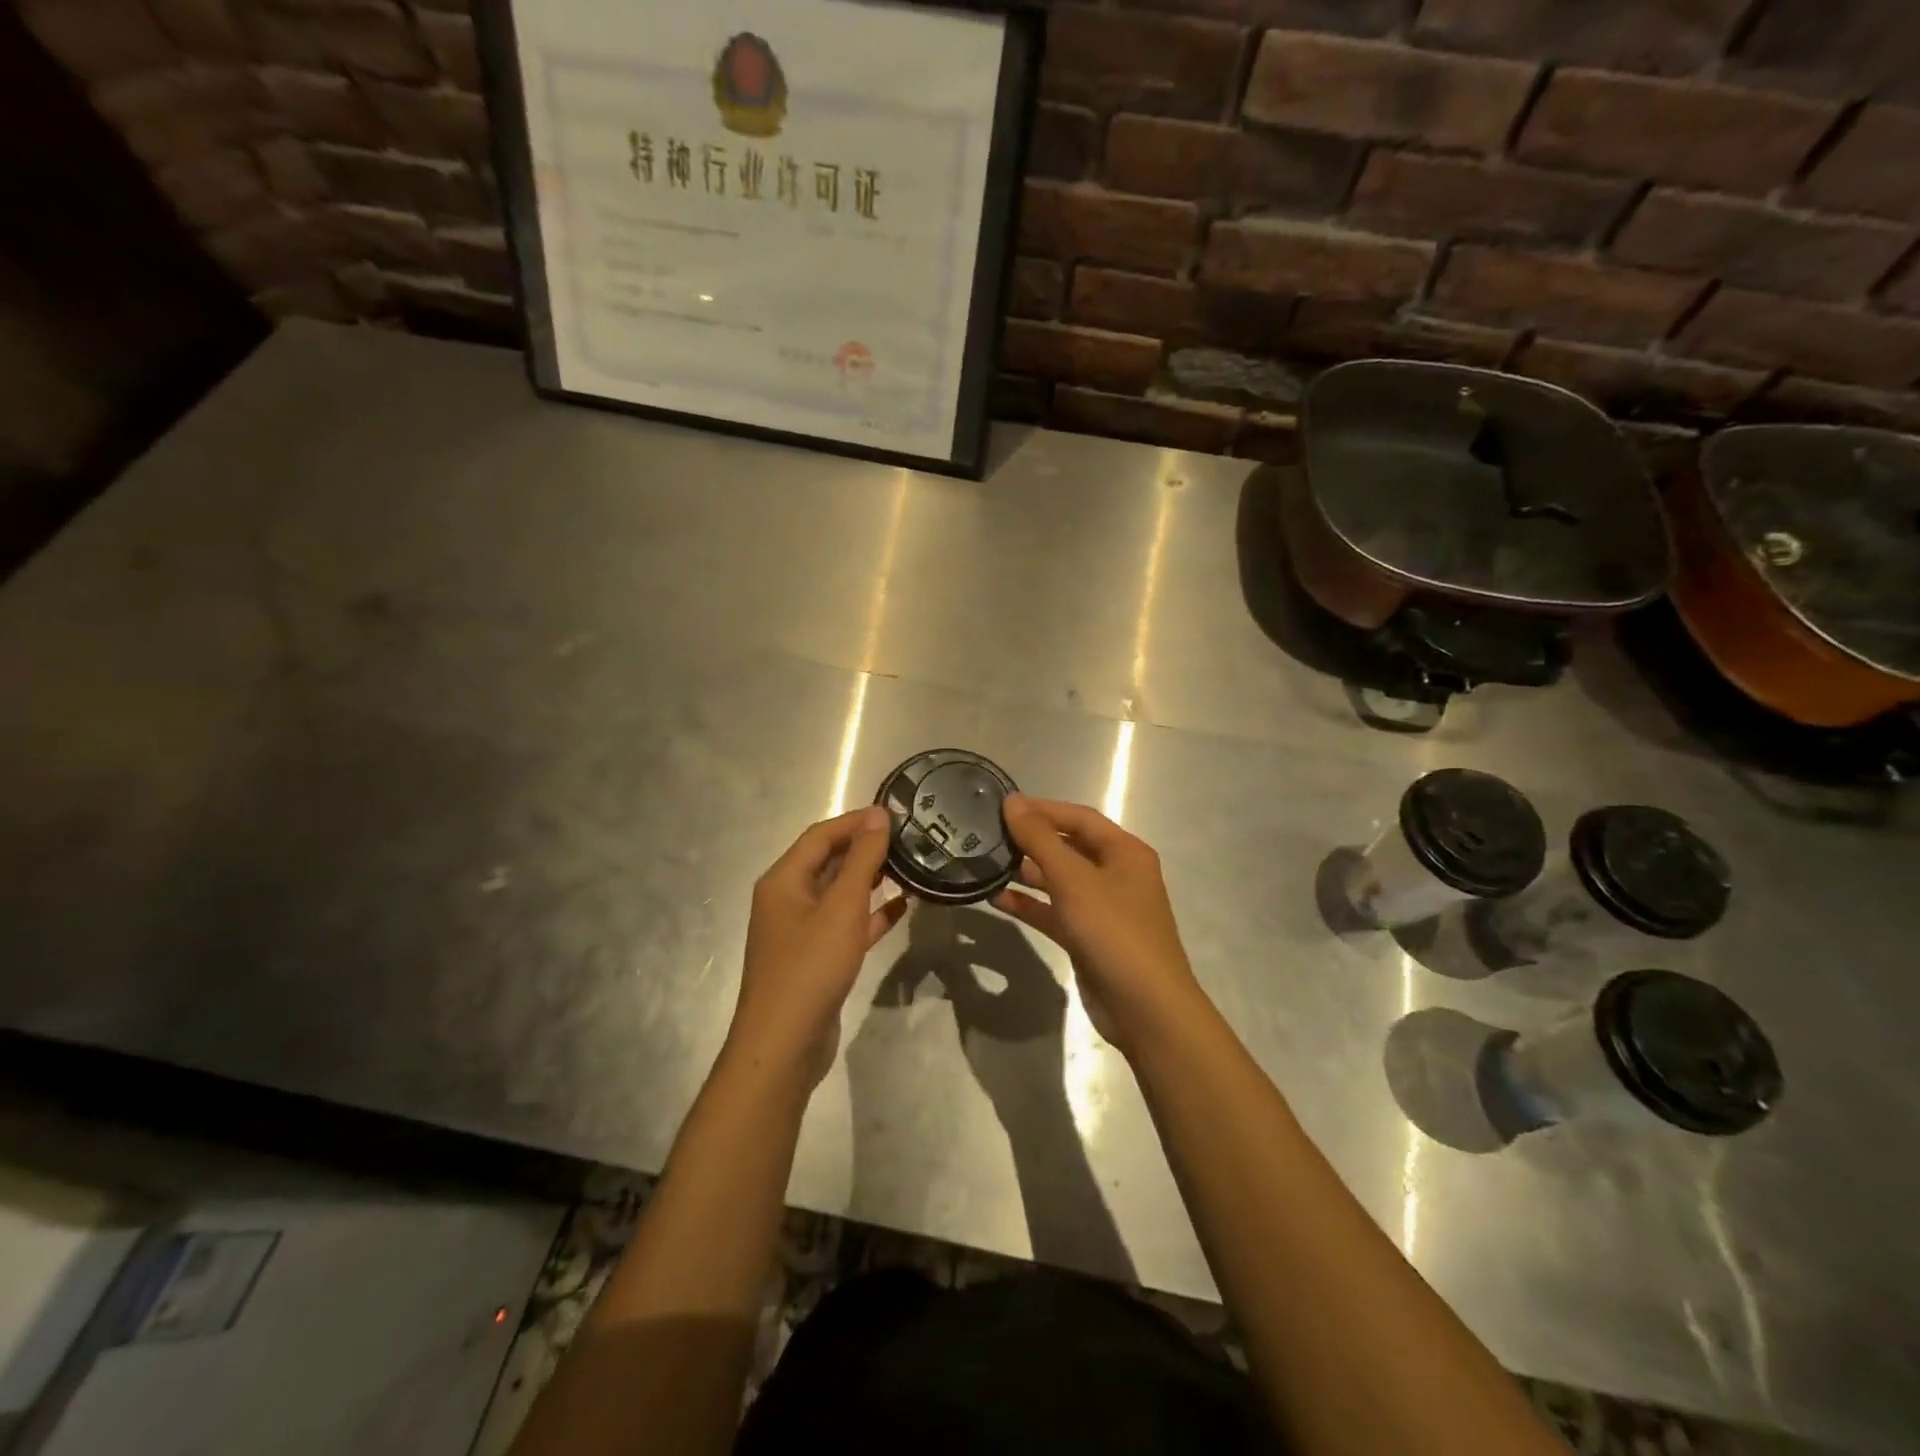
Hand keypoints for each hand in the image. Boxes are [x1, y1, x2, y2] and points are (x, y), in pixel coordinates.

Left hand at [729, 806, 907, 1084]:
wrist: (784, 1045)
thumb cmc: (811, 967)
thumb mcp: (841, 907)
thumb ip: (862, 860)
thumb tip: (878, 815)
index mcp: (783, 880)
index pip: (820, 835)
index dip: (855, 821)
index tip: (895, 813)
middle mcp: (787, 900)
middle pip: (828, 862)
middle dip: (865, 849)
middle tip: (909, 839)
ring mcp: (800, 931)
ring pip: (839, 894)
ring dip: (871, 880)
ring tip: (911, 867)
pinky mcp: (816, 958)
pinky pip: (845, 925)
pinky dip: (870, 914)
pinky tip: (901, 909)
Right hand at [992, 795, 1203, 1056]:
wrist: (1145, 1009)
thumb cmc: (1114, 932)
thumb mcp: (1074, 880)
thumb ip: (1040, 839)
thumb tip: (1012, 801)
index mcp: (1124, 852)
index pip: (1079, 817)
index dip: (1041, 809)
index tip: (1000, 807)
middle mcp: (1116, 874)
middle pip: (1069, 846)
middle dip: (1031, 840)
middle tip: (987, 835)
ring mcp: (1103, 908)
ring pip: (1059, 880)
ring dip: (1026, 872)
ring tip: (986, 863)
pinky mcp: (1088, 937)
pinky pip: (1054, 911)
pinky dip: (1030, 904)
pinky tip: (997, 899)